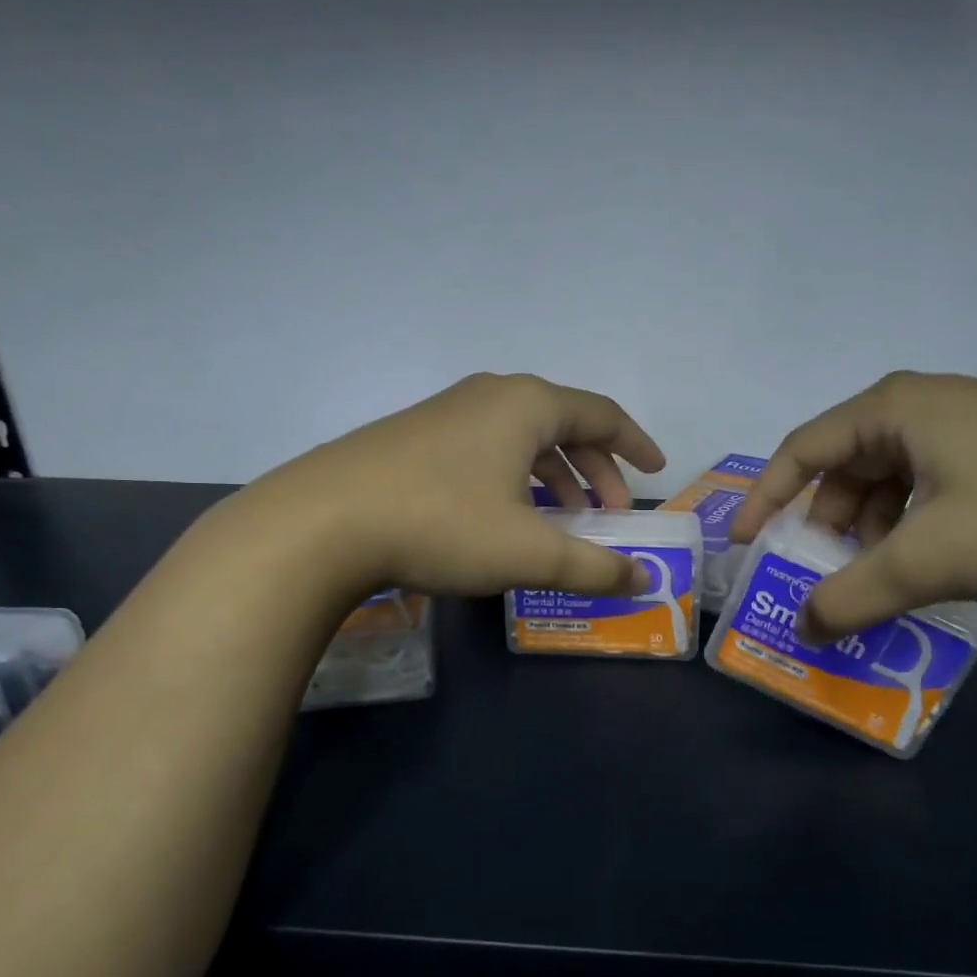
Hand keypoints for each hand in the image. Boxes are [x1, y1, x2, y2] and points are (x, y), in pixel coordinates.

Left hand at [232, 373, 666, 599]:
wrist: (320, 522)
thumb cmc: (442, 523)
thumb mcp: (529, 551)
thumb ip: (594, 567)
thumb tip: (642, 580)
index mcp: (527, 406)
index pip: (602, 414)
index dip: (635, 444)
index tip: (656, 471)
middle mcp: (491, 397)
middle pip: (564, 425)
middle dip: (596, 471)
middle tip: (609, 515)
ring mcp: (448, 413)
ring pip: (522, 440)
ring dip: (555, 478)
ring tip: (564, 522)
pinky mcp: (416, 438)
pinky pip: (488, 450)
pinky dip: (516, 480)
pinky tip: (507, 518)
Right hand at [729, 371, 976, 637]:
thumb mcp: (928, 558)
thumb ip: (853, 595)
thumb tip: (804, 626)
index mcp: (893, 409)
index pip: (801, 449)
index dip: (765, 498)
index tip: (744, 544)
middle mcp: (924, 404)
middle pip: (846, 465)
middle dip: (825, 523)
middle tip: (819, 572)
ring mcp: (970, 423)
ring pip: (891, 478)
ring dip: (871, 529)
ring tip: (878, 576)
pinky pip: (931, 484)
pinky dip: (912, 524)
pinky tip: (929, 560)